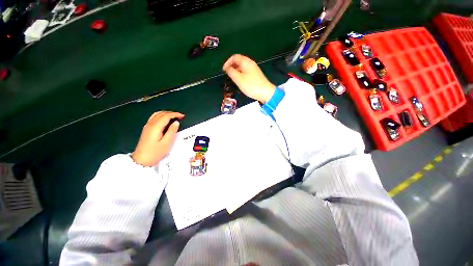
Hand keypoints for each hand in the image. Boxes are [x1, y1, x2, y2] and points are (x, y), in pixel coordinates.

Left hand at [131, 111, 184, 166]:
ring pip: (156, 114)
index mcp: (156, 127)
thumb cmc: (155, 152)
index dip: (175, 114)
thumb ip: (172, 131)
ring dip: (166, 114)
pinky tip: (165, 120)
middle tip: (180, 116)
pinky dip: (161, 116)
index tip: (182, 116)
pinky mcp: (146, 129)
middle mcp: (150, 124)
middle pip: (161, 114)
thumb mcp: (167, 143)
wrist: (141, 160)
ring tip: (174, 117)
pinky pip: (154, 118)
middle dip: (171, 113)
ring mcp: (147, 126)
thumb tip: (176, 123)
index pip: (166, 116)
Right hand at [223, 54, 275, 102]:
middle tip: (227, 74)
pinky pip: (245, 72)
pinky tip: (240, 81)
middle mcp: (250, 63)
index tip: (224, 70)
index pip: (234, 57)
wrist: (265, 92)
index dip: (227, 62)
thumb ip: (231, 72)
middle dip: (231, 66)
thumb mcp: (239, 79)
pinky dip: (240, 74)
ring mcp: (253, 69)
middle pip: (238, 61)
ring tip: (232, 78)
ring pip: (242, 67)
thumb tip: (227, 68)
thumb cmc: (251, 85)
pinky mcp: (255, 75)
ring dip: (236, 71)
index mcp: (246, 62)